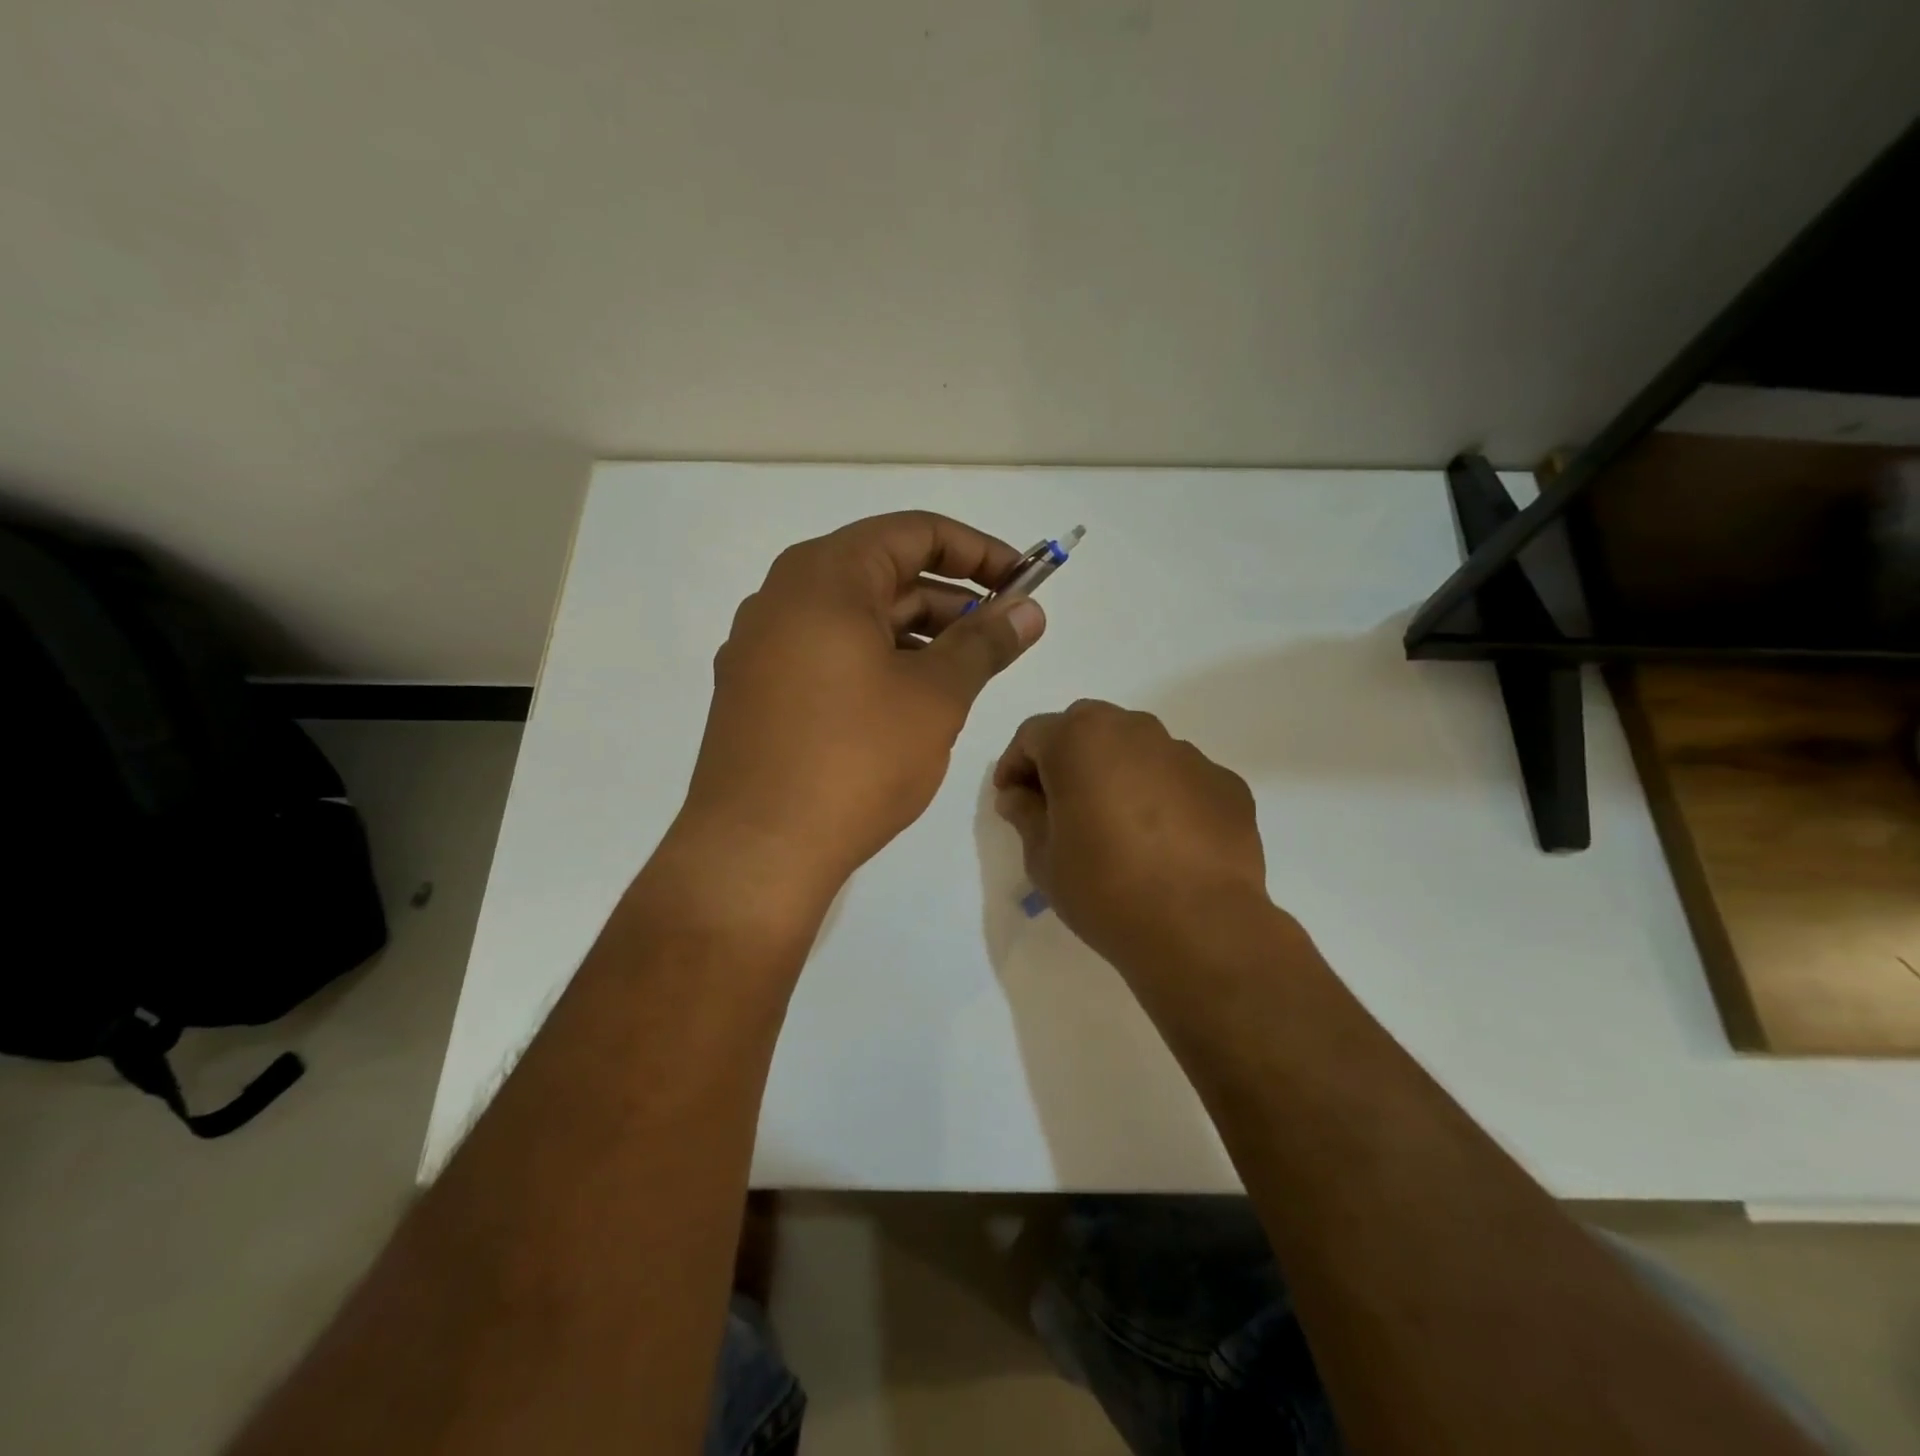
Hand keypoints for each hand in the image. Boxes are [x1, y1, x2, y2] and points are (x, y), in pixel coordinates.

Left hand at [671, 511, 1045, 914]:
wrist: (757, 852)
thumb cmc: (855, 759)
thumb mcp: (935, 696)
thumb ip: (985, 643)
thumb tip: (1029, 612)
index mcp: (824, 576)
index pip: (915, 532)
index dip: (979, 551)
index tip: (1023, 581)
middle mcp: (783, 597)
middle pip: (884, 573)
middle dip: (952, 599)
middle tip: (1004, 636)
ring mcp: (762, 647)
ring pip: (857, 619)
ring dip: (918, 635)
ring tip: (967, 673)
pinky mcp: (757, 692)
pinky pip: (829, 655)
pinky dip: (878, 663)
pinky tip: (912, 702)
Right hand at [992, 700, 1269, 969]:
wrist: (1198, 928)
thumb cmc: (1103, 888)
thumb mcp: (1043, 858)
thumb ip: (1025, 814)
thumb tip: (1019, 796)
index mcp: (1080, 739)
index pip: (1033, 735)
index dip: (1015, 766)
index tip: (1012, 800)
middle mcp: (1135, 730)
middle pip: (1088, 729)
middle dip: (1067, 758)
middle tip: (1059, 804)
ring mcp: (1187, 754)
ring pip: (1138, 750)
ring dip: (1117, 773)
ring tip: (1116, 824)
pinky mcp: (1225, 784)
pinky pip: (1179, 779)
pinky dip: (1163, 797)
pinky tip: (1163, 842)